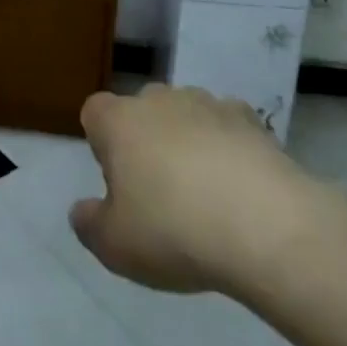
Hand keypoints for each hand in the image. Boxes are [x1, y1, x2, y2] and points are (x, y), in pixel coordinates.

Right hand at [69, 84, 346, 297]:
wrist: (265, 224)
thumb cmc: (173, 230)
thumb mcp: (115, 246)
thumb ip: (89, 225)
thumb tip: (82, 210)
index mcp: (118, 121)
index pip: (95, 113)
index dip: (101, 142)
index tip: (117, 181)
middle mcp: (158, 99)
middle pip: (142, 110)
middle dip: (146, 140)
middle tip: (159, 192)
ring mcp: (206, 104)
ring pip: (185, 115)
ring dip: (188, 142)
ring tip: (205, 194)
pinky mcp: (250, 119)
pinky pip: (227, 127)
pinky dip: (228, 148)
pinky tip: (240, 188)